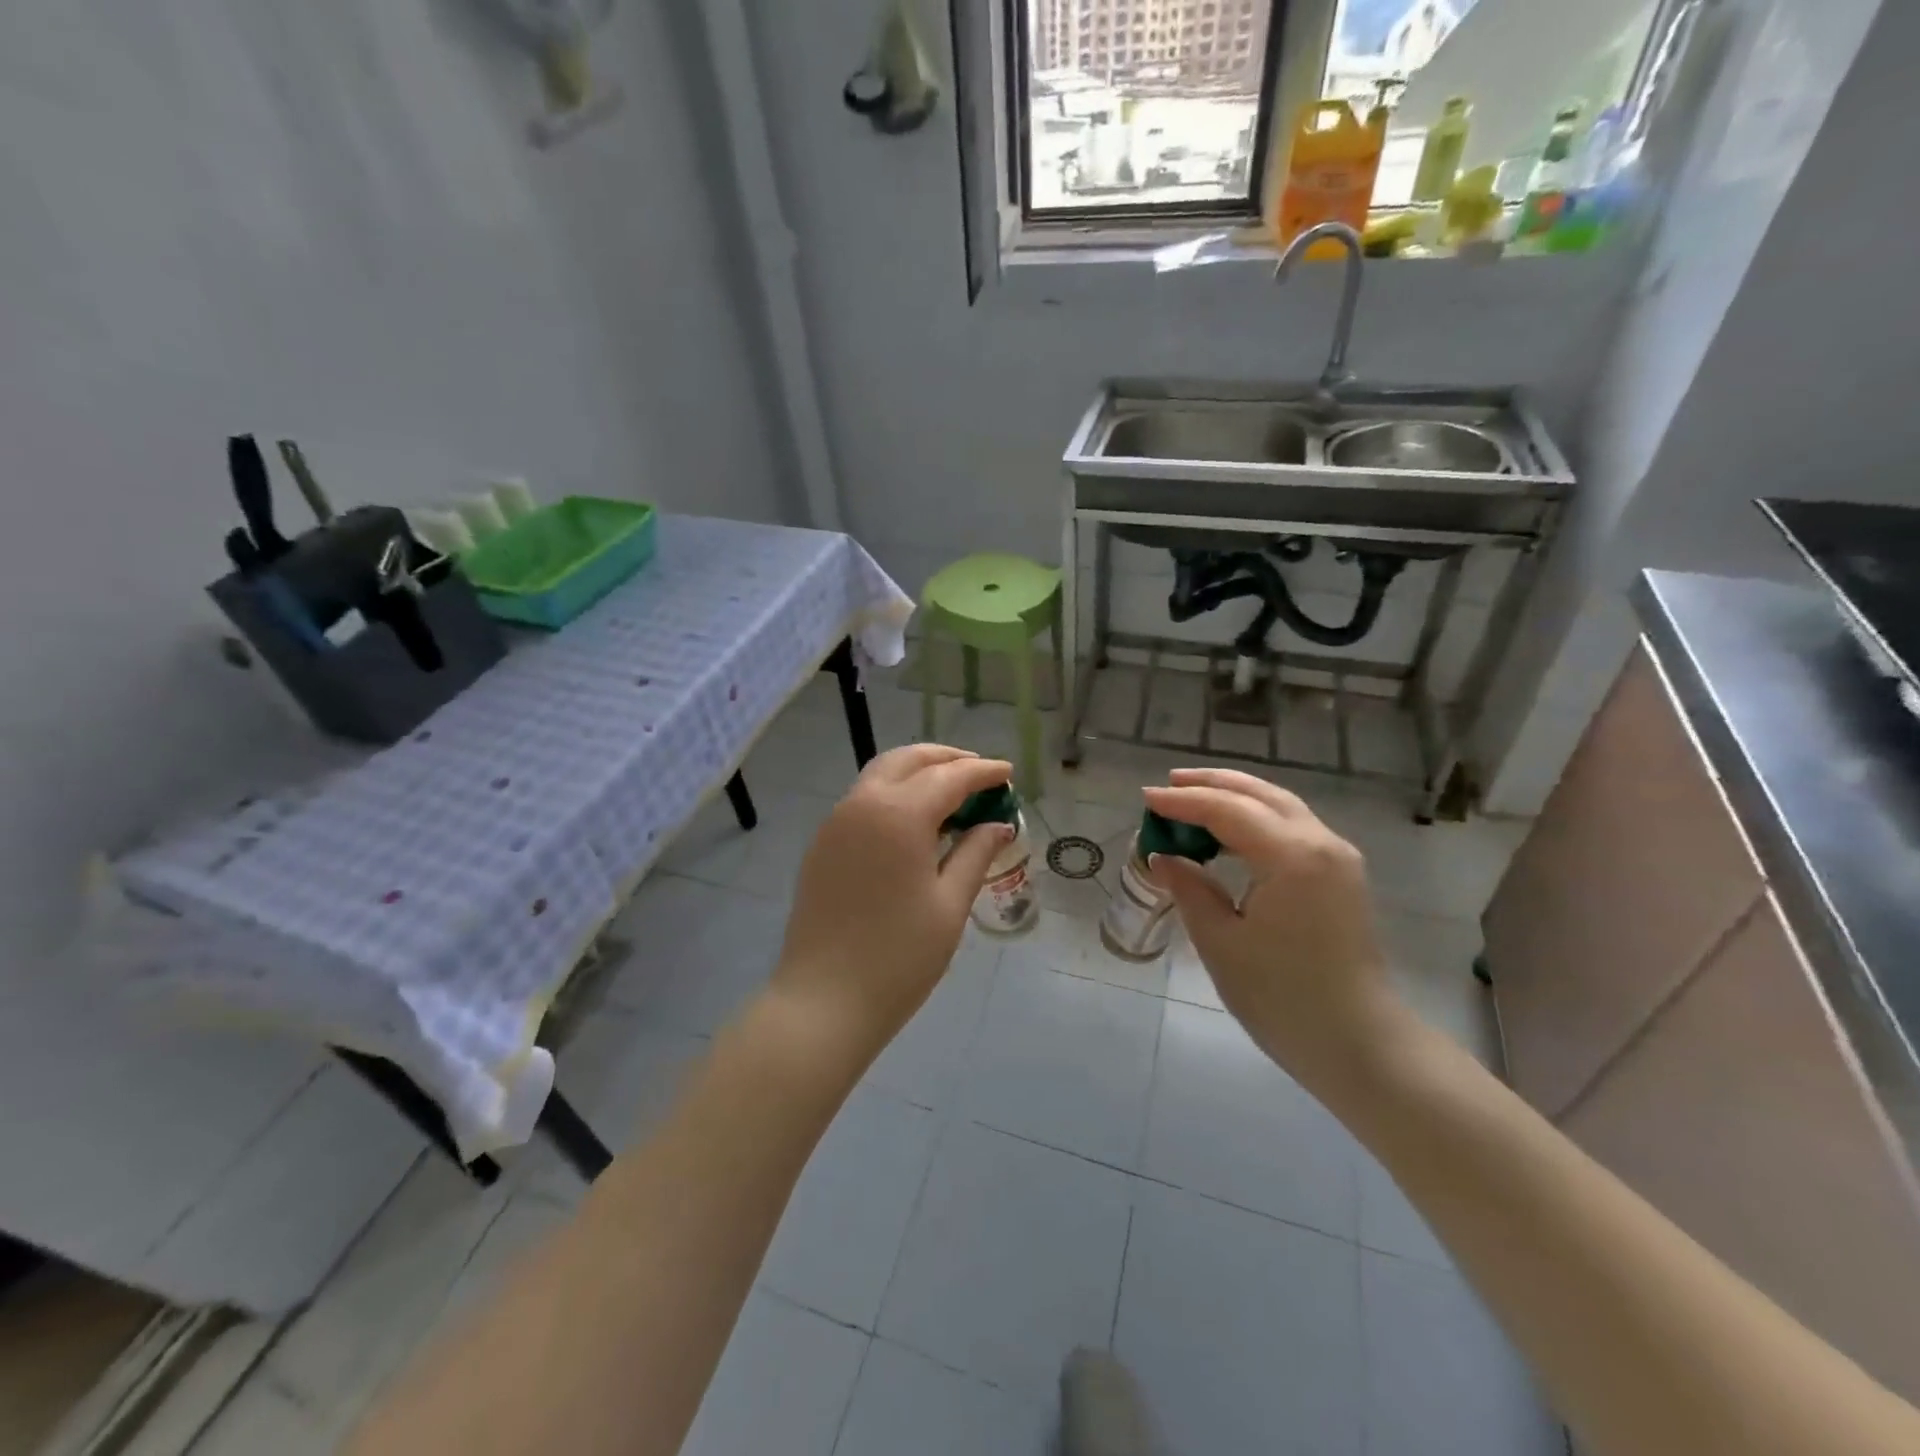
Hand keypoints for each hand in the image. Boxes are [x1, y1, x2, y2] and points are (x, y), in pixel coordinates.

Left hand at [773, 744, 1014, 1058]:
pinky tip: (915, 821)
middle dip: (947, 759)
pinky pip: (863, 799)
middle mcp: (862, 804)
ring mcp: (836, 822)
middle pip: (909, 760)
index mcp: (899, 814)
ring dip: (918, 772)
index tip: (1008, 773)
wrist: (824, 999)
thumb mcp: (950, 904)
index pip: (950, 776)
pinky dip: (894, 793)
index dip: (983, 771)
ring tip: (951, 793)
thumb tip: (999, 824)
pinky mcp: (822, 843)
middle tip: (980, 774)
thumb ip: (976, 853)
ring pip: (881, 774)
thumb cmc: (899, 957)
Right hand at [1143, 769, 1401, 1084]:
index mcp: (1292, 856)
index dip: (1183, 802)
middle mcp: (1321, 843)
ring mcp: (1338, 858)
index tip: (1145, 799)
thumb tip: (1164, 858)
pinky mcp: (1341, 876)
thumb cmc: (1283, 998)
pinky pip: (1293, 827)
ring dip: (1237, 797)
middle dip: (1213, 784)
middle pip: (1260, 794)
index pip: (1228, 810)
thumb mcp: (1221, 943)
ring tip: (1194, 797)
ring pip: (1281, 806)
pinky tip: (1231, 831)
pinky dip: (1257, 818)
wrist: (1359, 1045)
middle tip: (1169, 784)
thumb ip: (1190, 889)